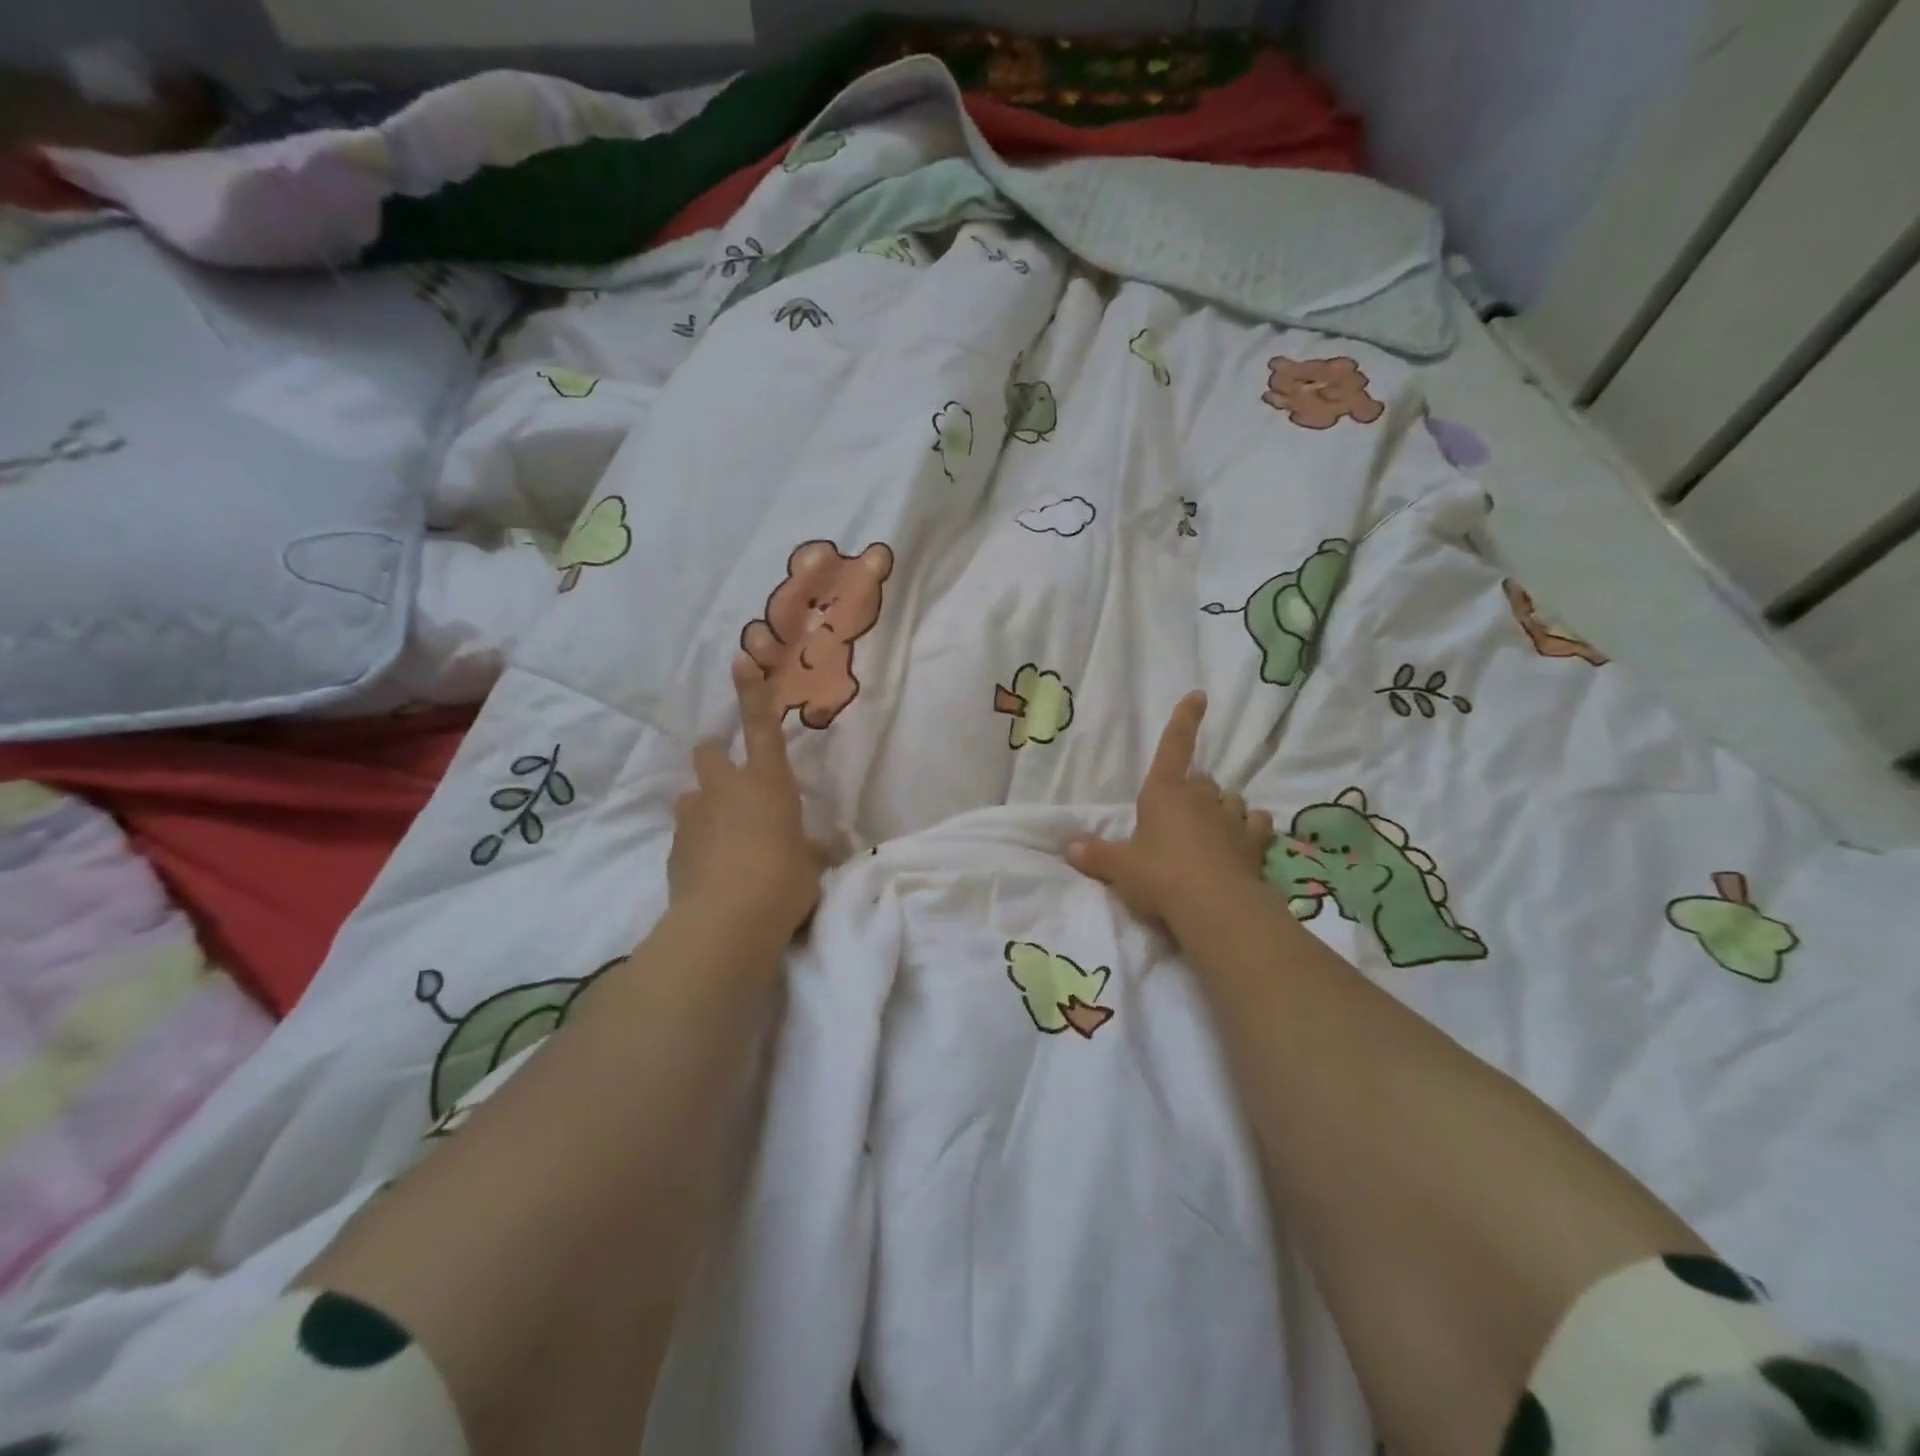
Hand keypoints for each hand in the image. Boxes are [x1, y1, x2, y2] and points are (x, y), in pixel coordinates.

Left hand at [668, 653, 821, 942]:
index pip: (761, 727)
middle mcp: (725, 790)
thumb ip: (810, 849)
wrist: (727, 924)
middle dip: (717, 758)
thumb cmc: (783, 882)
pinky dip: (698, 846)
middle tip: (732, 783)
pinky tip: (713, 875)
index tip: (739, 659)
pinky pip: (687, 837)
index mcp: (767, 784)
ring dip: (706, 809)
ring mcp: (694, 818)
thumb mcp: (809, 865)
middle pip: (709, 752)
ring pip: (693, 797)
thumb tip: (821, 847)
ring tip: (725, 842)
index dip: (752, 692)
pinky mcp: (674, 850)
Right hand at [1067, 691, 1273, 932]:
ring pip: (1231, 799)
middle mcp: (1200, 797)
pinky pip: (1257, 823)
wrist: (1214, 907)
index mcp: (1164, 793)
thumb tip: (1069, 847)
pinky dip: (1250, 828)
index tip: (1199, 695)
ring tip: (1212, 828)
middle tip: (1179, 814)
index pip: (1173, 747)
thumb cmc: (1159, 876)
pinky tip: (1245, 840)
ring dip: (1222, 808)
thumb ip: (1096, 855)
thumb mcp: (1120, 868)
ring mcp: (1231, 818)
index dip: (1184, 720)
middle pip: (1201, 780)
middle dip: (1192, 791)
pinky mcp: (1255, 842)